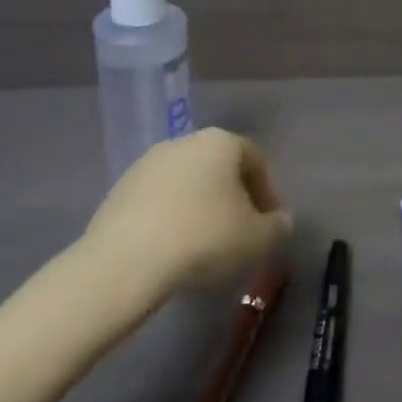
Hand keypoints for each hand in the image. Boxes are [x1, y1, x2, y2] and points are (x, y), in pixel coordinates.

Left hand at [85, 129, 293, 292]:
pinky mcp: (121, 188)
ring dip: (202, 207)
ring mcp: (147, 162)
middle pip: (220, 167)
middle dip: (234, 198)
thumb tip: (280, 221)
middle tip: (241, 233)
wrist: (126, 259)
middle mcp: (184, 141)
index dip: (269, 193)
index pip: (256, 160)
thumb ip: (277, 227)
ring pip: (188, 182)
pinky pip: (160, 199)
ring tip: (207, 245)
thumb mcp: (257, 239)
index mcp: (220, 142)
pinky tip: (174, 247)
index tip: (271, 224)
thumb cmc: (204, 238)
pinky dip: (173, 216)